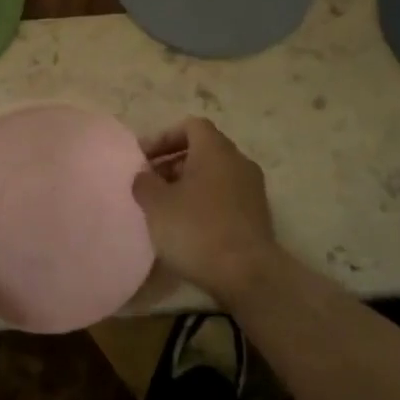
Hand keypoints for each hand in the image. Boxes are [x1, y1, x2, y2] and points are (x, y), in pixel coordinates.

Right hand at [131, 118, 280, 304]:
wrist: (247, 274)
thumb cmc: (197, 230)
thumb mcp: (157, 205)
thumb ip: (144, 182)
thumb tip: (145, 175)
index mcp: (216, 150)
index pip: (191, 126)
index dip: (163, 137)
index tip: (143, 159)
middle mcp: (238, 162)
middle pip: (203, 150)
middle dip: (172, 163)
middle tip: (149, 184)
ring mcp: (252, 189)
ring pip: (214, 175)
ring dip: (187, 185)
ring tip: (164, 208)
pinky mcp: (256, 215)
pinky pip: (224, 197)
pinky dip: (204, 202)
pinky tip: (186, 227)